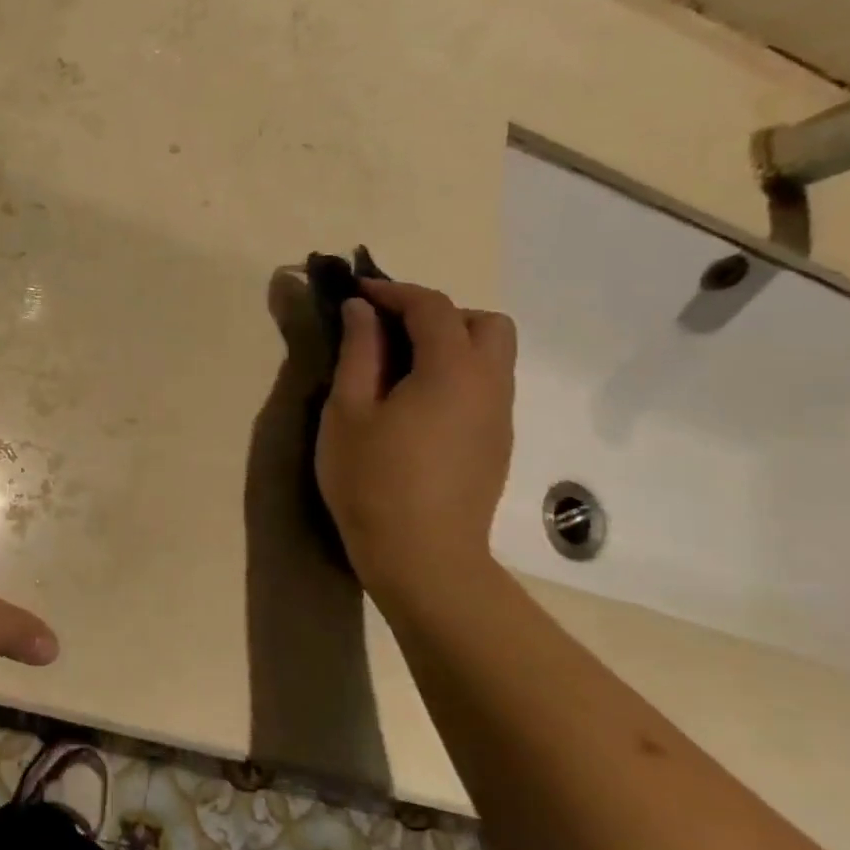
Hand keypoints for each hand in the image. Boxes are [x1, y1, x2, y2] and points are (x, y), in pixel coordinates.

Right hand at [314, 280, 516, 596]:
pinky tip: (417, 406)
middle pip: (485, 324)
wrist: (423, 558)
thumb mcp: (348, 411)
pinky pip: (485, 387)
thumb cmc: (373, 480)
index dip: (393, 291)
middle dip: (439, 314)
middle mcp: (490, 385)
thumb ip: (358, 352)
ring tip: (399, 368)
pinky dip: (456, 375)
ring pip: (492, 357)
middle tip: (391, 332)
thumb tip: (361, 310)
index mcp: (452, 370)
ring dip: (451, 344)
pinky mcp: (498, 444)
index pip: (433, 307)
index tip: (357, 293)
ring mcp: (500, 417)